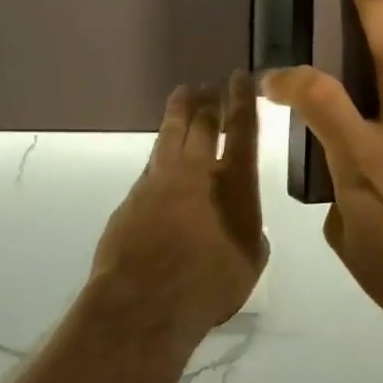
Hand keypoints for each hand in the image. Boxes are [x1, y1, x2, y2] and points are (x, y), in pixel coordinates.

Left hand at [92, 70, 267, 342]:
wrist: (142, 304)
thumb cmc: (209, 285)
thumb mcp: (250, 260)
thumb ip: (251, 232)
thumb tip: (244, 223)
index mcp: (234, 183)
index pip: (241, 129)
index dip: (242, 100)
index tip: (239, 77)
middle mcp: (196, 171)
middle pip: (201, 123)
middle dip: (208, 100)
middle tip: (210, 85)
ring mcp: (158, 181)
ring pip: (170, 134)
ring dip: (179, 112)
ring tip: (183, 95)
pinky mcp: (131, 198)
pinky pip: (150, 165)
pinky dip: (161, 153)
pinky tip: (162, 156)